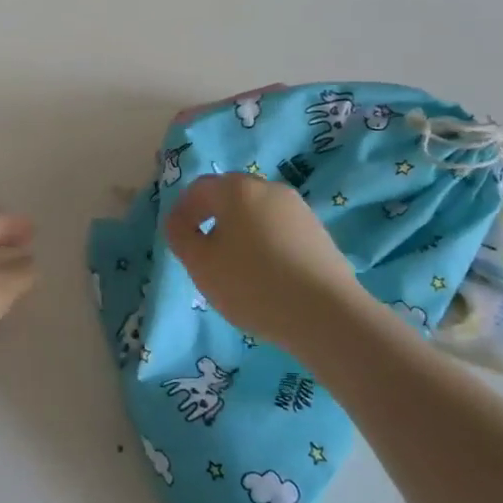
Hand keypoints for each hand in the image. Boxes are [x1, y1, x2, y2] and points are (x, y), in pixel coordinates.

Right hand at [165, 174, 368, 348]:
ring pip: (256, 212)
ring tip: (234, 266)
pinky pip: (278, 229)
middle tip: (202, 251)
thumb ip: (180, 236)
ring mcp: (298, 209)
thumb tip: (179, 223)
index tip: (177, 239)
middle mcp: (269, 188)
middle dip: (211, 217)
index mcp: (237, 189)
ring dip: (239, 230)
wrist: (325, 313)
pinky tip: (265, 273)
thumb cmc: (252, 284)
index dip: (182, 211)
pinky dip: (264, 243)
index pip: (198, 189)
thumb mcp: (201, 264)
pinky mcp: (317, 232)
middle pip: (230, 195)